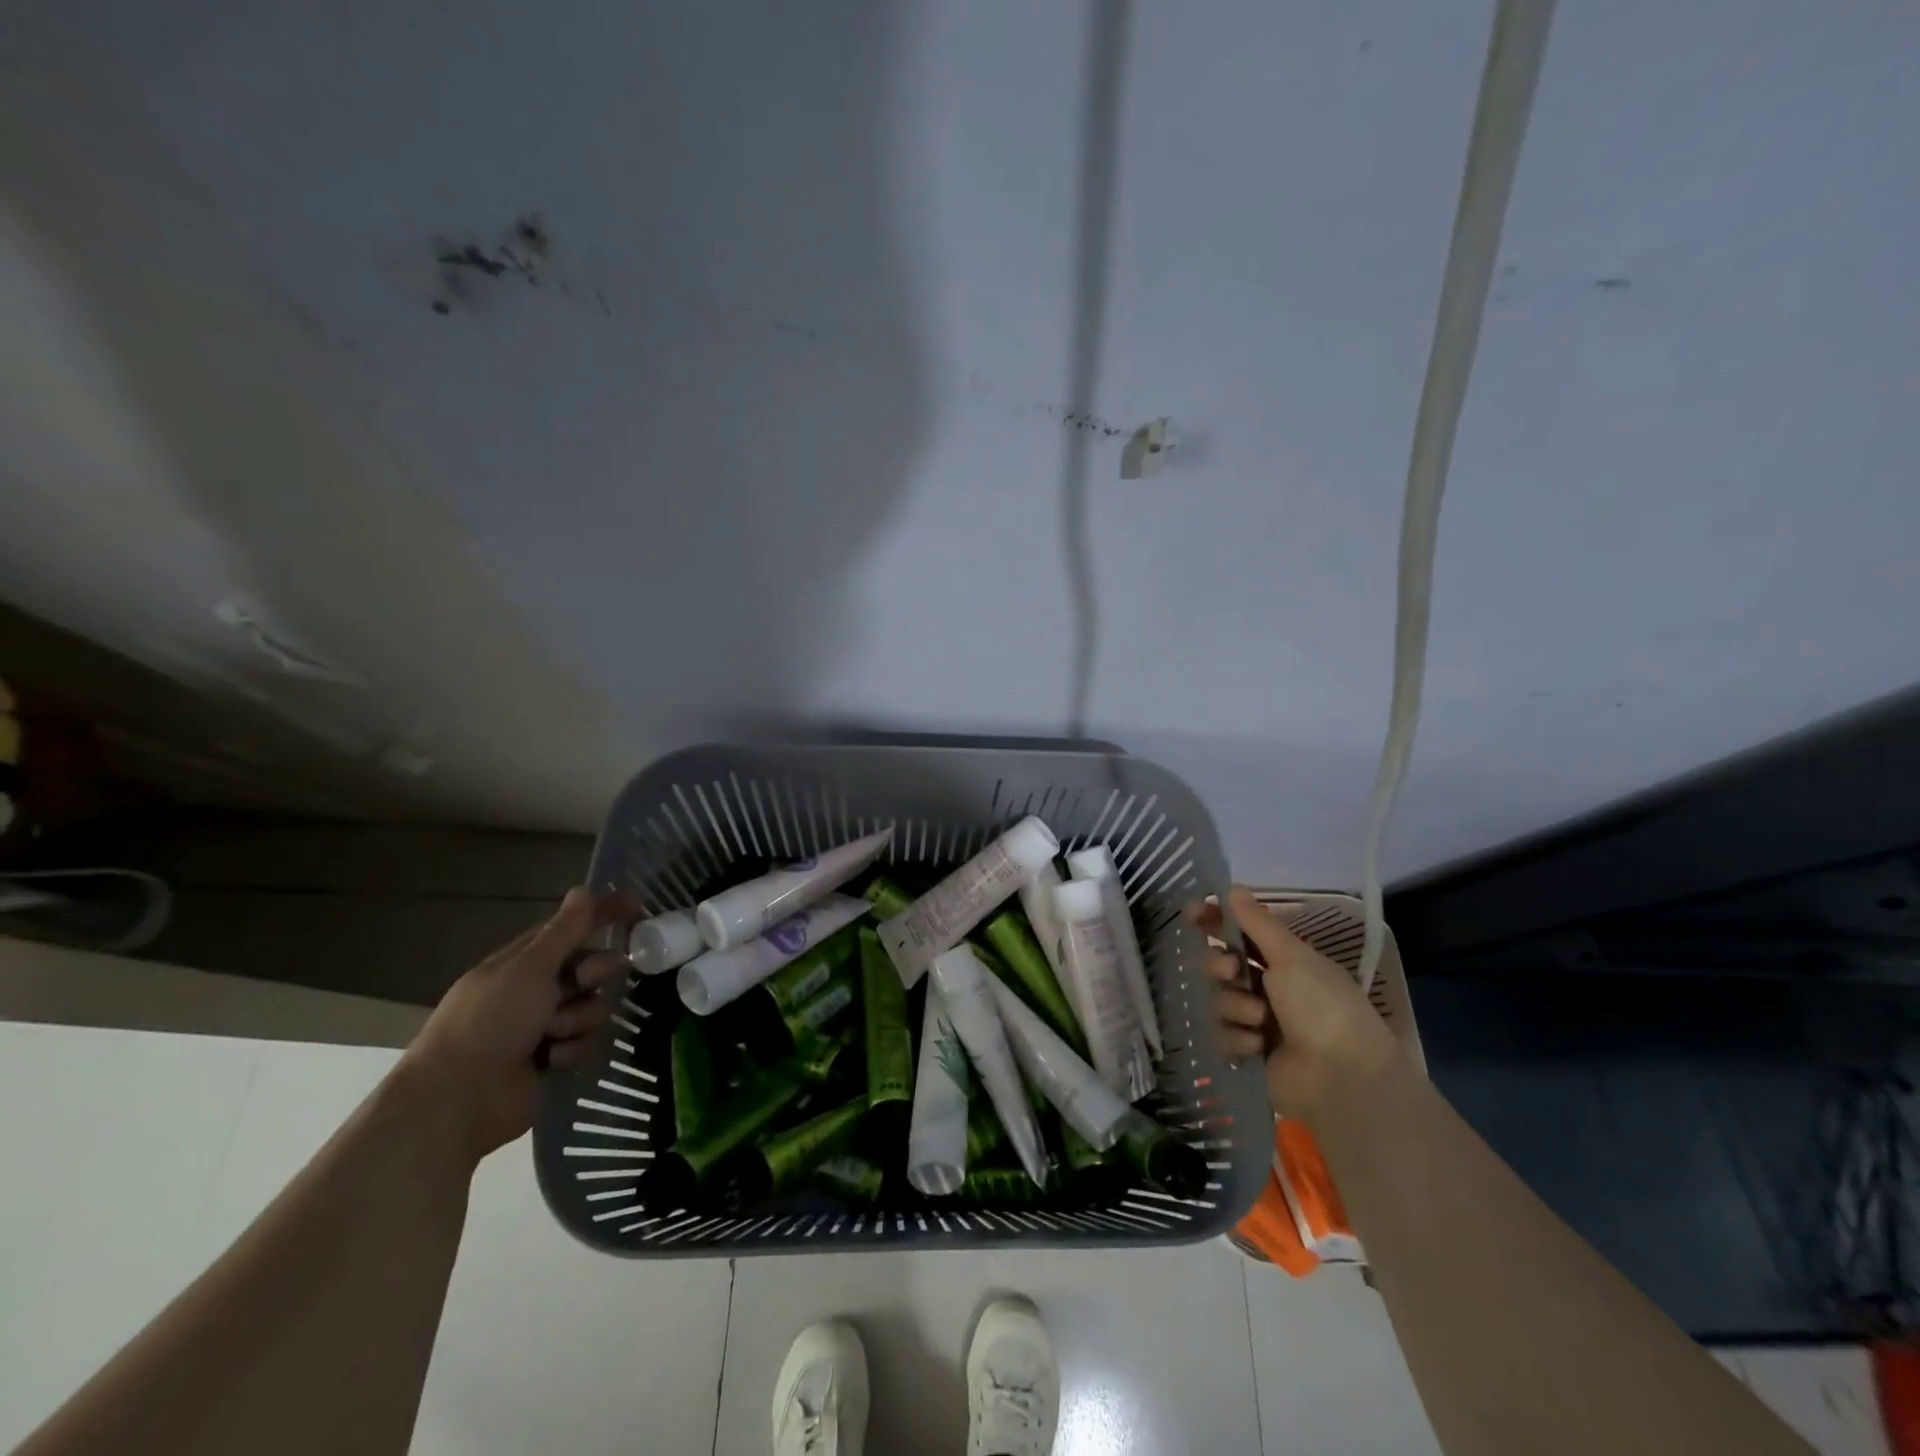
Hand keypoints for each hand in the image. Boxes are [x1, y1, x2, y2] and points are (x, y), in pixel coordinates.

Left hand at [401, 888, 637, 1162]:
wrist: (458, 1100)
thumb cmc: (490, 1022)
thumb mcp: (530, 968)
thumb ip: (564, 930)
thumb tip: (584, 889)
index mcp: (523, 962)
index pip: (572, 927)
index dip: (603, 914)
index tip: (638, 906)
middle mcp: (537, 990)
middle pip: (592, 967)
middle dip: (595, 973)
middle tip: (583, 982)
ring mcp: (545, 1026)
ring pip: (594, 1007)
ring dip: (579, 1019)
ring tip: (553, 1034)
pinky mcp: (554, 1060)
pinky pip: (587, 1043)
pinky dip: (572, 1050)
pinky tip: (550, 1061)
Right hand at [1195, 886, 1399, 1119]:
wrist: (1341, 1077)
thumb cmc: (1321, 1006)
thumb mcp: (1291, 957)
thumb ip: (1257, 923)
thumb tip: (1233, 887)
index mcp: (1284, 960)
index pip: (1240, 931)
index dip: (1215, 921)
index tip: (1193, 912)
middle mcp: (1269, 986)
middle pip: (1221, 964)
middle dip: (1220, 966)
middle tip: (1232, 973)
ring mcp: (1258, 1020)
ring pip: (1219, 999)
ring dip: (1236, 1006)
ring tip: (1260, 1021)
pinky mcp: (1249, 1051)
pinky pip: (1223, 1034)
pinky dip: (1239, 1037)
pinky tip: (1259, 1046)